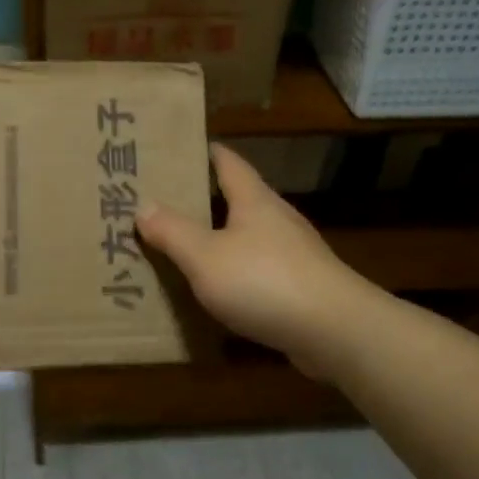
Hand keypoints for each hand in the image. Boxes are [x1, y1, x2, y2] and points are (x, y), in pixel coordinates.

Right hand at [138, 143, 371, 373]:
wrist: (335, 331)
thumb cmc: (265, 281)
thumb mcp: (204, 256)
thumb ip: (172, 231)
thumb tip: (143, 205)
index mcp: (255, 201)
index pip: (229, 163)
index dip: (206, 152)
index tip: (179, 148)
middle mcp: (277, 219)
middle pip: (239, 199)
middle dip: (205, 198)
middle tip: (166, 202)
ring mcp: (293, 254)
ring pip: (249, 236)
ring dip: (220, 238)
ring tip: (184, 246)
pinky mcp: (301, 287)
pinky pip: (259, 270)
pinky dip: (235, 272)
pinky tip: (218, 288)